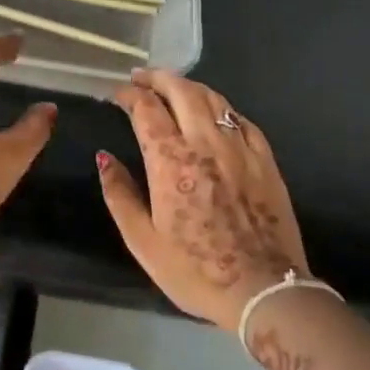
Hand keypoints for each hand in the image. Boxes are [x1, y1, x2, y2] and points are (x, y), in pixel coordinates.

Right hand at [97, 70, 310, 331]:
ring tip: (172, 87)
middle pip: (181, 90)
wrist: (265, 291)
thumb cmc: (195, 270)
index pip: (146, 108)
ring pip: (213, 99)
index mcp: (170, 160)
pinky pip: (241, 120)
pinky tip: (214, 114)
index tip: (117, 94)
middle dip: (157, 78)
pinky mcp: (265, 160)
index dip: (128, 95)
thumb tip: (104, 157)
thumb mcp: (142, 241)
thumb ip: (119, 193)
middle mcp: (204, 142)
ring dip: (188, 86)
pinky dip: (221, 108)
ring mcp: (239, 148)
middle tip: (140, 78)